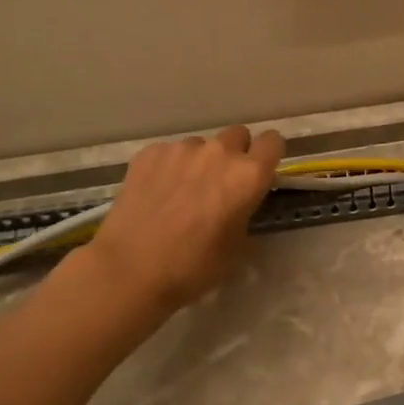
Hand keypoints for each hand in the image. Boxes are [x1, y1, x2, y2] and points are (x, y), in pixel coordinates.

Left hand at [83, 126, 284, 313]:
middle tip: (221, 183)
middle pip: (237, 135)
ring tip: (182, 192)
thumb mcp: (236, 245)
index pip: (273, 141)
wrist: (131, 269)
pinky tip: (156, 194)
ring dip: (199, 161)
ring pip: (201, 145)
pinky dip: (169, 167)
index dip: (268, 155)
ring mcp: (181, 149)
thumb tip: (238, 202)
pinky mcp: (149, 153)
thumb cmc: (193, 267)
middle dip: (235, 154)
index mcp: (248, 175)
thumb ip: (244, 211)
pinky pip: (169, 152)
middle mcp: (219, 152)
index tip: (260, 172)